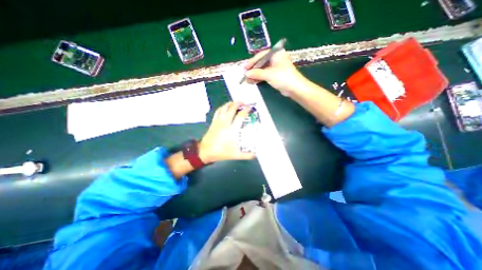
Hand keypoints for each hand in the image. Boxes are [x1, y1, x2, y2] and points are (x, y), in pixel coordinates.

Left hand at [199, 103, 255, 162]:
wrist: (206, 151)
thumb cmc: (222, 152)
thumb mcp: (236, 155)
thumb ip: (247, 155)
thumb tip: (256, 154)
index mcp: (232, 130)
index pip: (240, 116)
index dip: (245, 110)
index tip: (250, 108)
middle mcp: (225, 123)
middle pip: (231, 109)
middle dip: (238, 104)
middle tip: (243, 103)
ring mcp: (218, 122)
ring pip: (224, 108)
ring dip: (230, 104)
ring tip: (235, 102)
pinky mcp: (213, 122)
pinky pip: (217, 111)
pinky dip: (222, 107)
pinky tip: (225, 107)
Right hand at [245, 50, 307, 96]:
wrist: (294, 88)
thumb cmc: (283, 77)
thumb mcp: (268, 74)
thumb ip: (257, 73)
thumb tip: (247, 74)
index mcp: (276, 54)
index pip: (261, 55)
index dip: (252, 62)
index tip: (245, 68)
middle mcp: (276, 59)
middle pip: (261, 62)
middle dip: (253, 69)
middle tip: (245, 74)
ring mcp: (276, 67)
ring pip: (263, 69)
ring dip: (255, 74)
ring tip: (247, 79)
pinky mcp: (276, 75)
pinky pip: (265, 75)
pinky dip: (259, 78)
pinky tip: (253, 81)